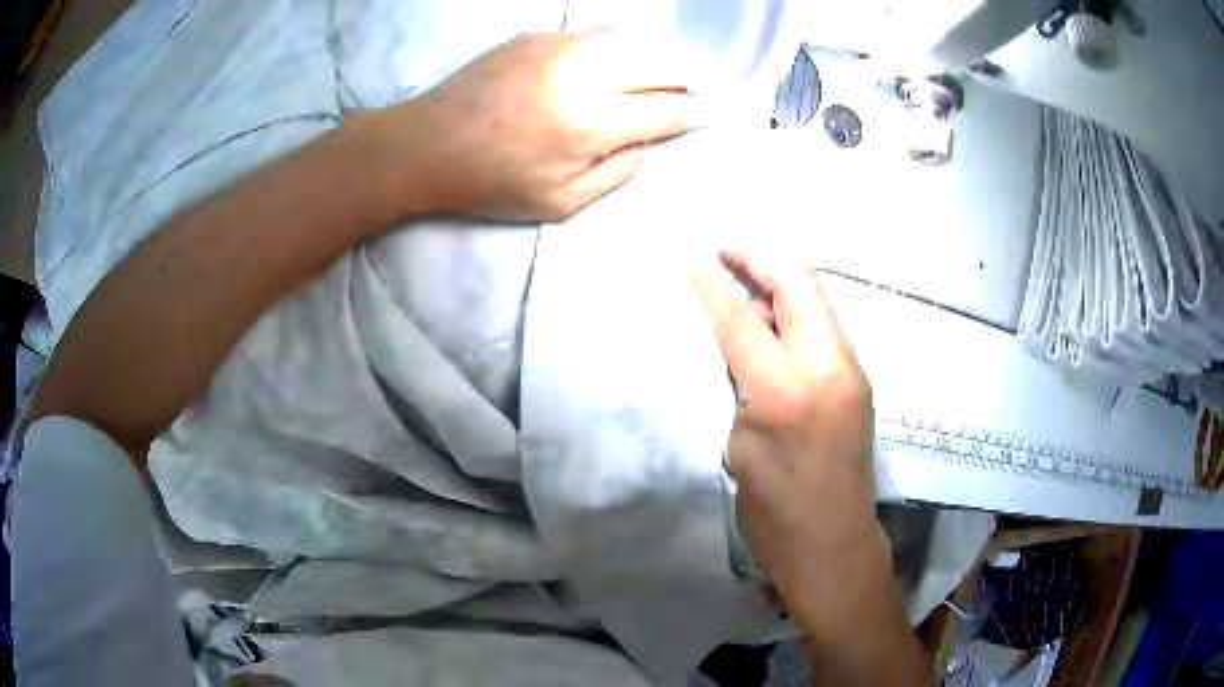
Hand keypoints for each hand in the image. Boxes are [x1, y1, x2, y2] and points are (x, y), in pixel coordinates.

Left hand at [372, 31, 697, 221]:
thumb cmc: (492, 183)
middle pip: (661, 64)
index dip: (695, 113)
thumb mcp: (562, 203)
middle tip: (683, 98)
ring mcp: (558, 45)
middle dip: (683, 82)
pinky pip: (596, 35)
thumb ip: (618, 171)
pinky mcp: (537, 34)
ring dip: (651, 62)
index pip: (668, 108)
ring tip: (648, 83)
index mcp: (589, 122)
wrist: (427, 145)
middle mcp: (582, 73)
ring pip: (633, 42)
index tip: (706, 116)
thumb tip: (649, 140)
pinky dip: (614, 51)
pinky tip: (605, 69)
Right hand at [691, 252, 886, 632]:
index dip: (712, 280)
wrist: (834, 548)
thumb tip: (737, 341)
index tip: (690, 254)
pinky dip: (793, 311)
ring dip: (776, 282)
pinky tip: (768, 322)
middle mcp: (828, 366)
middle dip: (757, 257)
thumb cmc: (774, 515)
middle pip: (797, 281)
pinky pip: (822, 325)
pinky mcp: (858, 380)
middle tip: (721, 252)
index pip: (742, 316)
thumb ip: (740, 385)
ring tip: (739, 284)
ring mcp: (851, 370)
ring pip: (814, 298)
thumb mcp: (740, 447)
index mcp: (786, 390)